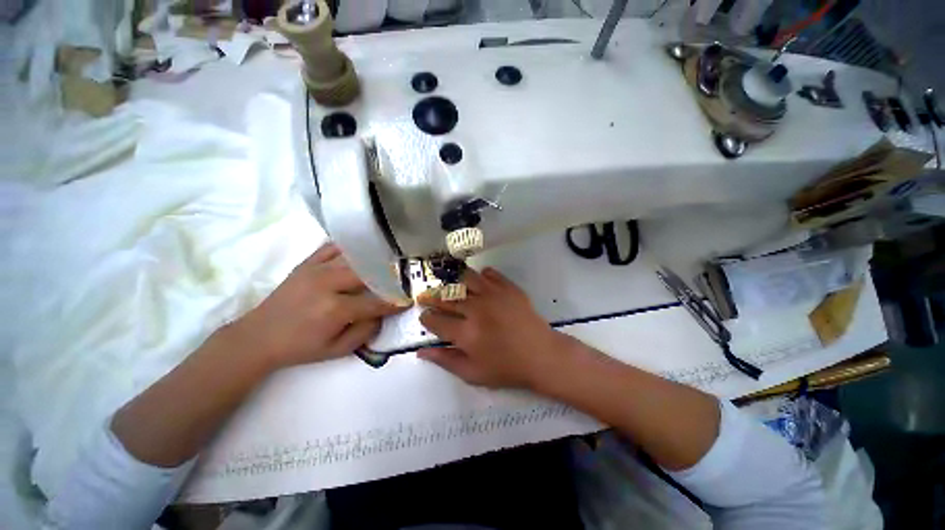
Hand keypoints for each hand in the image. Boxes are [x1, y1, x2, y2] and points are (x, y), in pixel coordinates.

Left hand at [234, 243, 408, 369]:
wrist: (259, 336)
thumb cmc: (301, 347)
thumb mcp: (337, 350)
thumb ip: (365, 332)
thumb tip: (382, 314)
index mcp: (336, 309)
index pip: (376, 303)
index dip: (396, 303)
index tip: (409, 300)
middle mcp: (329, 284)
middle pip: (369, 273)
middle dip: (389, 276)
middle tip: (401, 278)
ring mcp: (316, 270)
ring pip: (354, 258)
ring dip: (374, 260)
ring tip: (388, 261)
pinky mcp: (307, 263)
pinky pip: (333, 247)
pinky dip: (350, 247)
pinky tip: (361, 249)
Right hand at [418, 268, 571, 388]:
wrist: (541, 355)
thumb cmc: (507, 368)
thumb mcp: (473, 373)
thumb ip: (445, 360)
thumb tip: (420, 352)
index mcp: (466, 333)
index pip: (435, 320)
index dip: (426, 318)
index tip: (426, 317)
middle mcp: (476, 309)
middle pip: (446, 297)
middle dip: (432, 297)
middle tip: (428, 297)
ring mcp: (493, 295)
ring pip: (465, 278)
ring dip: (455, 281)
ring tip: (452, 286)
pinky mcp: (508, 288)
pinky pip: (489, 273)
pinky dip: (481, 275)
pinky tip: (480, 282)